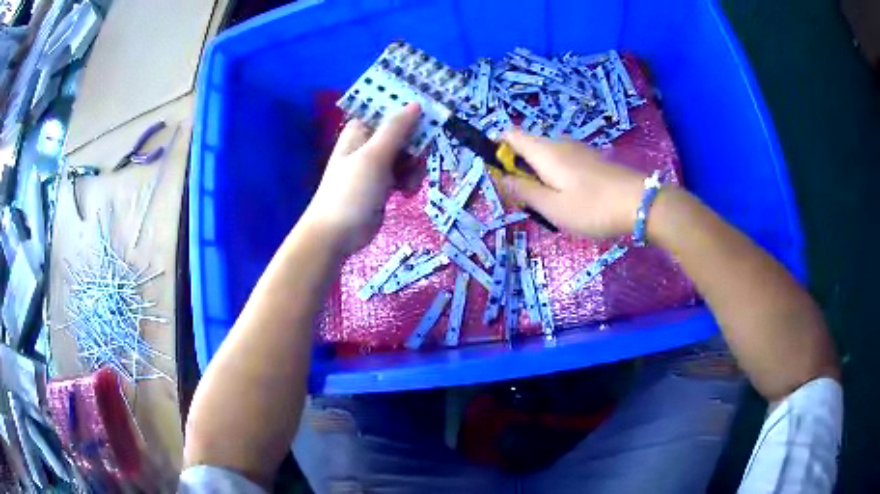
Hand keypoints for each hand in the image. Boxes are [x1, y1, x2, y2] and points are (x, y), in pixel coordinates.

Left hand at [302, 104, 422, 254]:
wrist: (337, 234)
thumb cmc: (351, 191)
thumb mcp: (374, 156)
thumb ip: (396, 129)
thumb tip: (415, 103)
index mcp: (361, 131)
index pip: (389, 111)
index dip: (409, 111)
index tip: (430, 116)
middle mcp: (369, 144)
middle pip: (404, 133)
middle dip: (415, 146)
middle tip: (417, 159)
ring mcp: (377, 165)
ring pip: (408, 155)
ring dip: (414, 168)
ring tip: (407, 183)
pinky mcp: (384, 184)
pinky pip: (405, 174)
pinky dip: (409, 182)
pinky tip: (405, 193)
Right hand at [498, 129, 646, 237]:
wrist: (640, 202)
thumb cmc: (593, 207)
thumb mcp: (553, 207)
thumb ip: (523, 192)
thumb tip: (499, 177)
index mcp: (544, 151)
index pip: (509, 134)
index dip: (496, 148)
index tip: (497, 173)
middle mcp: (558, 143)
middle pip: (526, 147)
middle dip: (517, 169)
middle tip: (525, 201)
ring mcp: (577, 149)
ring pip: (545, 156)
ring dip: (537, 176)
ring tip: (549, 205)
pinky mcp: (591, 159)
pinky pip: (562, 162)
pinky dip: (555, 177)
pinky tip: (569, 200)